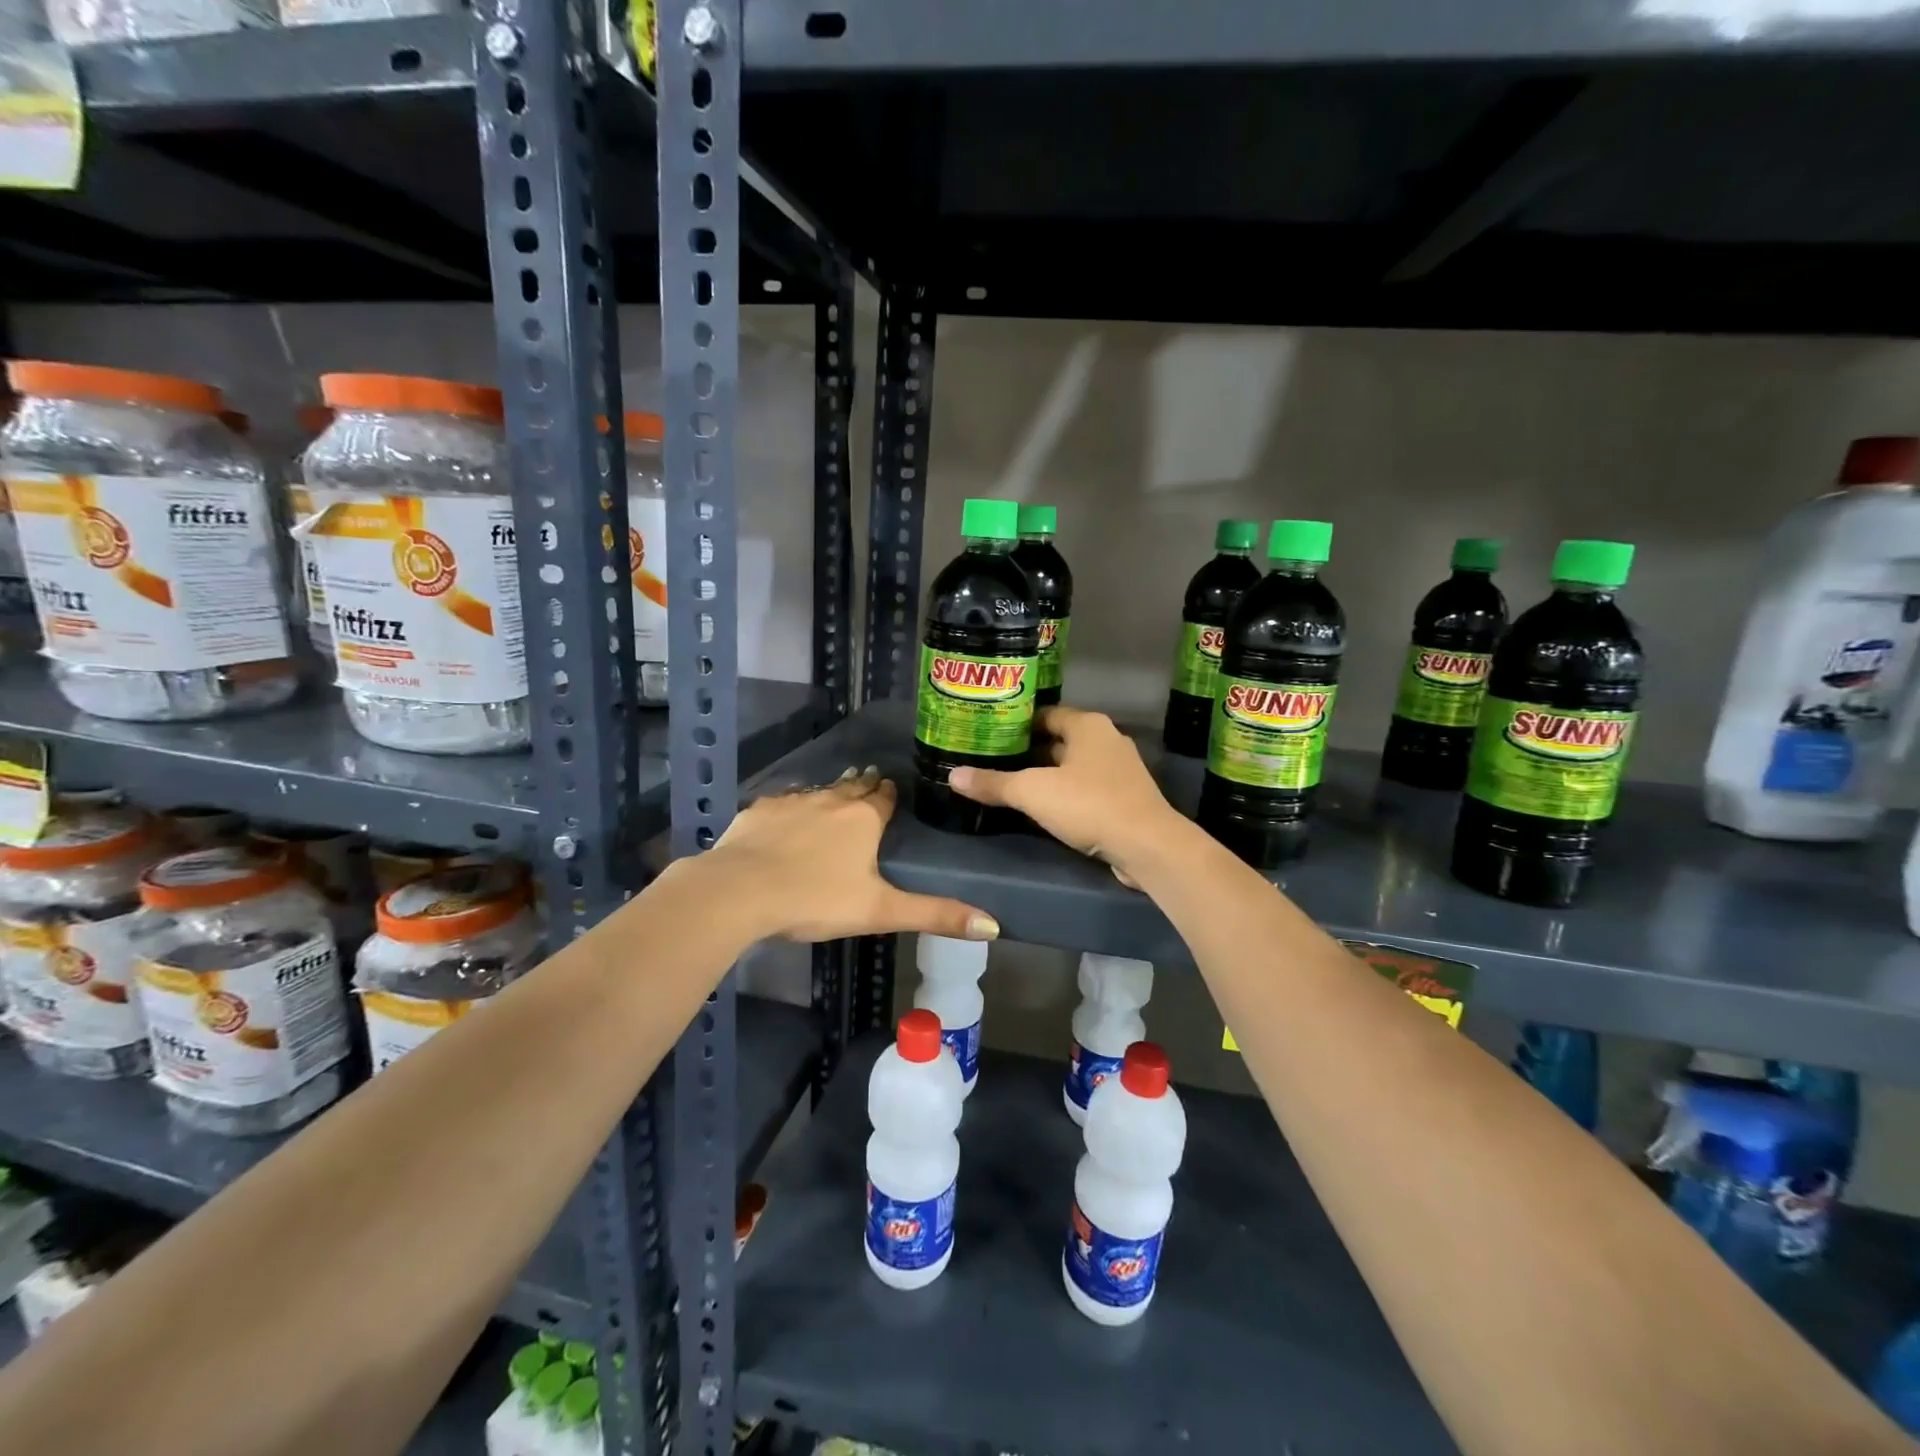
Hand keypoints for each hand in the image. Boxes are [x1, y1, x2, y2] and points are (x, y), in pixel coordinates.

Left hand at [700, 767, 998, 943]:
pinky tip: (788, 814)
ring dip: (831, 793)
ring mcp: (792, 802)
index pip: (885, 797)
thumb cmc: (815, 900)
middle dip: (864, 787)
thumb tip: (994, 925)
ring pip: (819, 791)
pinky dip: (792, 806)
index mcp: (863, 820)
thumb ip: (935, 915)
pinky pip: (783, 802)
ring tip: (837, 793)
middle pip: (853, 788)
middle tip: (870, 785)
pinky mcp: (759, 811)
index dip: (891, 794)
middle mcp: (831, 800)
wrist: (739, 892)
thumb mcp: (880, 911)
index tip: (895, 791)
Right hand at [949, 705, 1183, 880]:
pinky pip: (1086, 788)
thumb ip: (993, 783)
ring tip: (1010, 784)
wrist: (1147, 846)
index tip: (989, 733)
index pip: (1045, 713)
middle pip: (1058, 739)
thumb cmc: (1089, 804)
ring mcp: (1119, 770)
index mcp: (1087, 725)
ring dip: (1046, 774)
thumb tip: (952, 776)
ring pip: (1072, 766)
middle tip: (992, 759)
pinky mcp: (1125, 798)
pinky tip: (1043, 808)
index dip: (1016, 722)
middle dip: (1027, 750)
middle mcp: (1106, 739)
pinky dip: (1064, 794)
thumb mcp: (1032, 792)